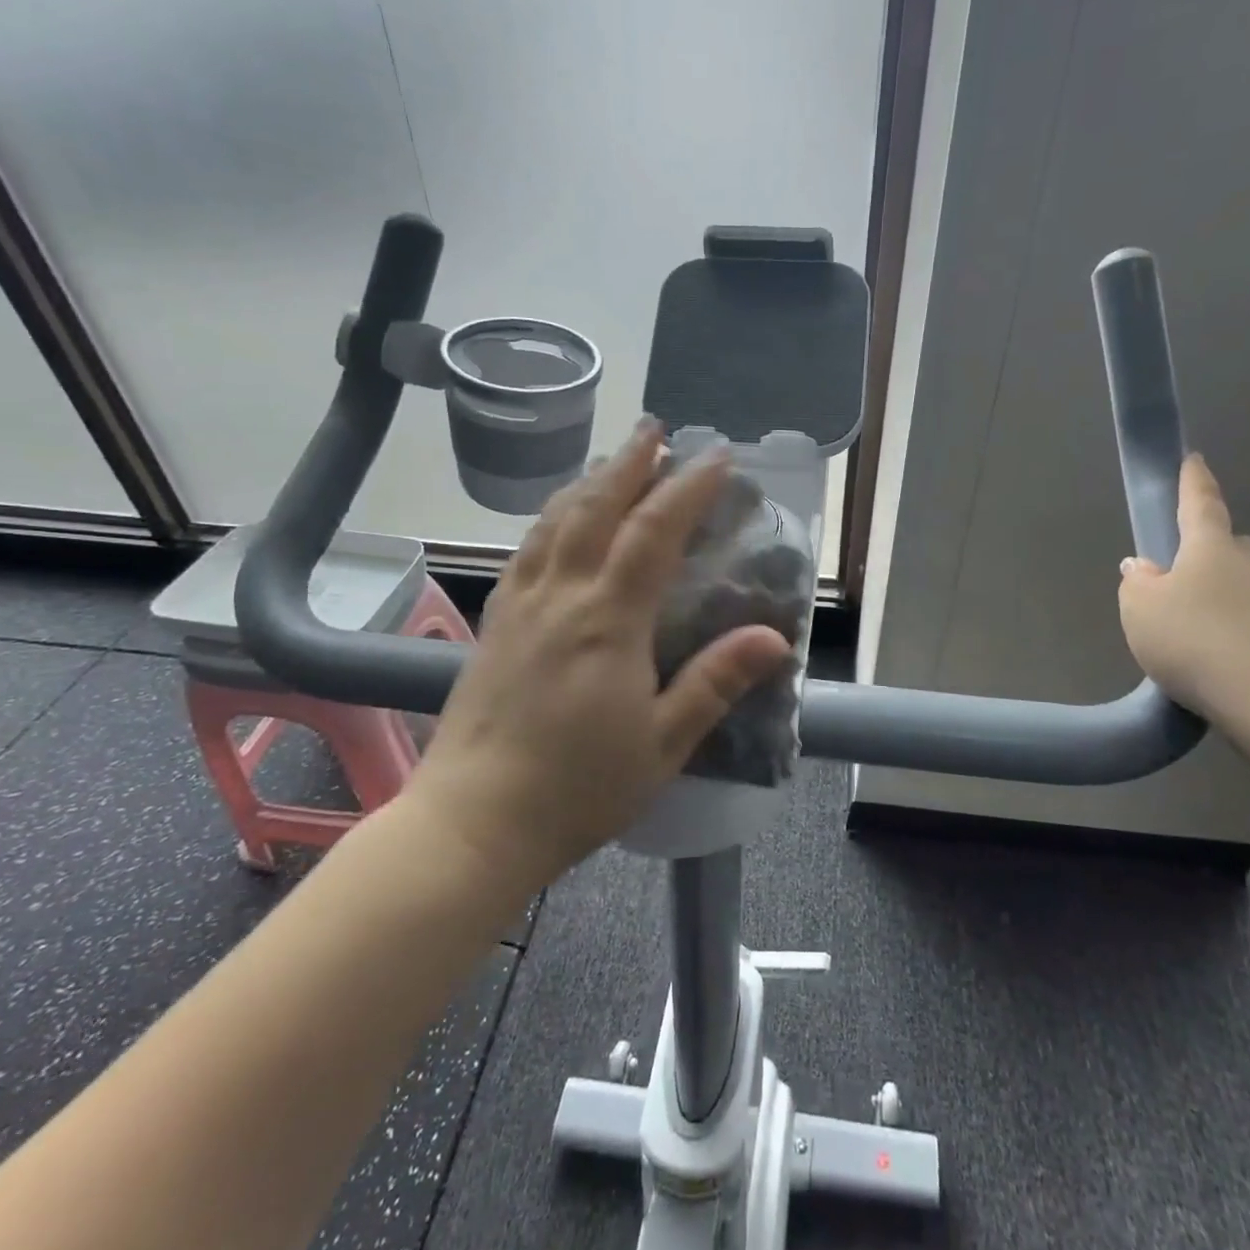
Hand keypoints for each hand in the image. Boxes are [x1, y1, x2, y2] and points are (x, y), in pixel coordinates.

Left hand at [408, 420, 791, 888]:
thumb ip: (716, 683)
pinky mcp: (493, 623)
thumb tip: (775, 637)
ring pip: (554, 521)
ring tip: (611, 460)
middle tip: (655, 428)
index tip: (716, 456)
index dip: (687, 488)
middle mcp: (561, 596)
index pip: (653, 533)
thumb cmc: (579, 788)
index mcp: (607, 620)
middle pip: (596, 508)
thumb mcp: (663, 743)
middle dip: (630, 462)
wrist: (474, 821)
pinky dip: (550, 518)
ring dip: (588, 482)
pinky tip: (557, 519)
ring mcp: (520, 606)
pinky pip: (525, 550)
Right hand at [1118, 455, 1249, 720]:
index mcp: (1211, 550)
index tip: (1193, 459)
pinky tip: (1208, 654)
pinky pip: (1249, 622)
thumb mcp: (1140, 607)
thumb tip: (1144, 568)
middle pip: (1230, 546)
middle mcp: (1248, 569)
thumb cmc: (1192, 638)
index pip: (1201, 505)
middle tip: (1182, 566)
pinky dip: (1229, 628)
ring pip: (1242, 585)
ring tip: (1187, 624)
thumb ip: (1137, 582)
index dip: (1194, 482)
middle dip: (1210, 548)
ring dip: (1218, 594)